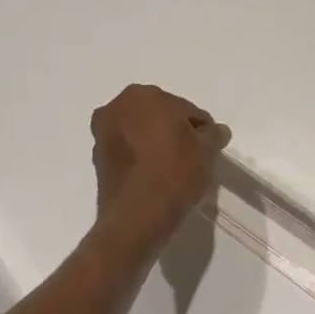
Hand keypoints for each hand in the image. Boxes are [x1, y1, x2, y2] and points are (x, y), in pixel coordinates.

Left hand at [90, 84, 229, 257]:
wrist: (136, 217)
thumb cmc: (174, 175)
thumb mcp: (206, 152)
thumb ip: (213, 134)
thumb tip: (216, 130)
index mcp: (145, 96)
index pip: (185, 109)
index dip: (200, 130)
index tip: (207, 150)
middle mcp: (117, 106)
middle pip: (159, 117)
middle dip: (174, 133)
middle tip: (191, 159)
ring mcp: (103, 133)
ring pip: (140, 134)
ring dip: (154, 145)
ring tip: (171, 171)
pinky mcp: (97, 159)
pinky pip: (128, 152)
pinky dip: (140, 160)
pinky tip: (153, 178)